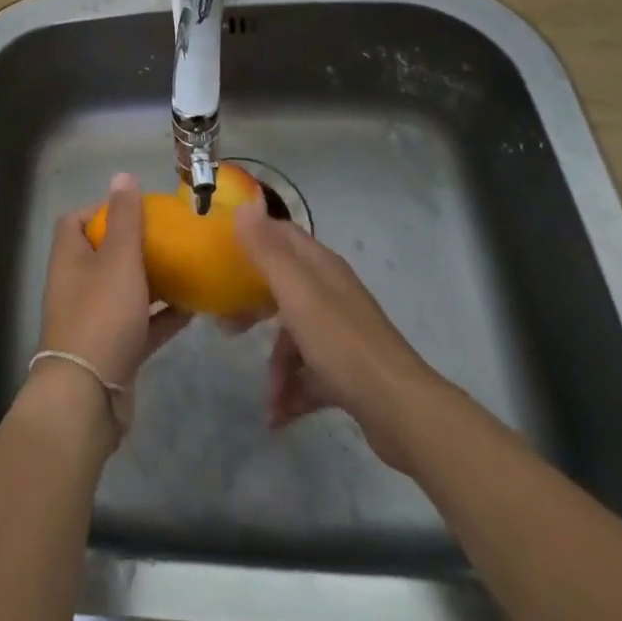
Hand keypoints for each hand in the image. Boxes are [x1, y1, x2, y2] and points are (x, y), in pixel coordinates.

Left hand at [38, 174, 191, 419]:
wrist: (89, 397)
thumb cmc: (102, 315)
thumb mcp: (118, 258)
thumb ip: (124, 217)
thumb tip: (122, 175)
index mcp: (70, 256)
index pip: (77, 219)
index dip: (103, 210)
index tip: (137, 209)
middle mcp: (77, 283)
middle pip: (105, 254)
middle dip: (136, 244)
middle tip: (170, 237)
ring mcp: (94, 318)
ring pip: (126, 289)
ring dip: (153, 279)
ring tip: (187, 266)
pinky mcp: (113, 348)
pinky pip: (141, 322)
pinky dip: (162, 314)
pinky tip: (193, 307)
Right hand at [234, 193, 441, 472]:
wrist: (401, 411)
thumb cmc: (341, 342)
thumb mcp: (296, 291)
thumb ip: (267, 250)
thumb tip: (243, 205)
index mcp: (320, 267)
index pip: (282, 235)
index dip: (253, 235)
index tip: (220, 247)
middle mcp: (331, 293)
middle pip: (283, 286)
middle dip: (253, 304)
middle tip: (226, 323)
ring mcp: (341, 333)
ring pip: (295, 336)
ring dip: (277, 364)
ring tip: (267, 397)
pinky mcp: (348, 371)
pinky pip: (310, 374)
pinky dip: (293, 392)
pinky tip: (278, 416)